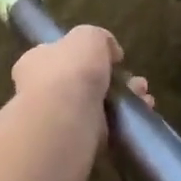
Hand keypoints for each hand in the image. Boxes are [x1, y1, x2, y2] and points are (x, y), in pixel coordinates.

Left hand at [9, 26, 150, 117]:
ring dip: (124, 101)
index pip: (58, 55)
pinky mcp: (76, 143)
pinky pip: (104, 129)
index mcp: (36, 62)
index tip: (112, 58)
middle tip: (137, 82)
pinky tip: (143, 116)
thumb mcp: (88, 37)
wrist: (64, 123)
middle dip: (113, 80)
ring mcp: (58, 119)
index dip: (85, 55)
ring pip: (97, 106)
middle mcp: (42, 91)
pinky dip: (124, 123)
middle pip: (82, 82)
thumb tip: (110, 52)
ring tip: (145, 98)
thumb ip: (99, 38)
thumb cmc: (70, 71)